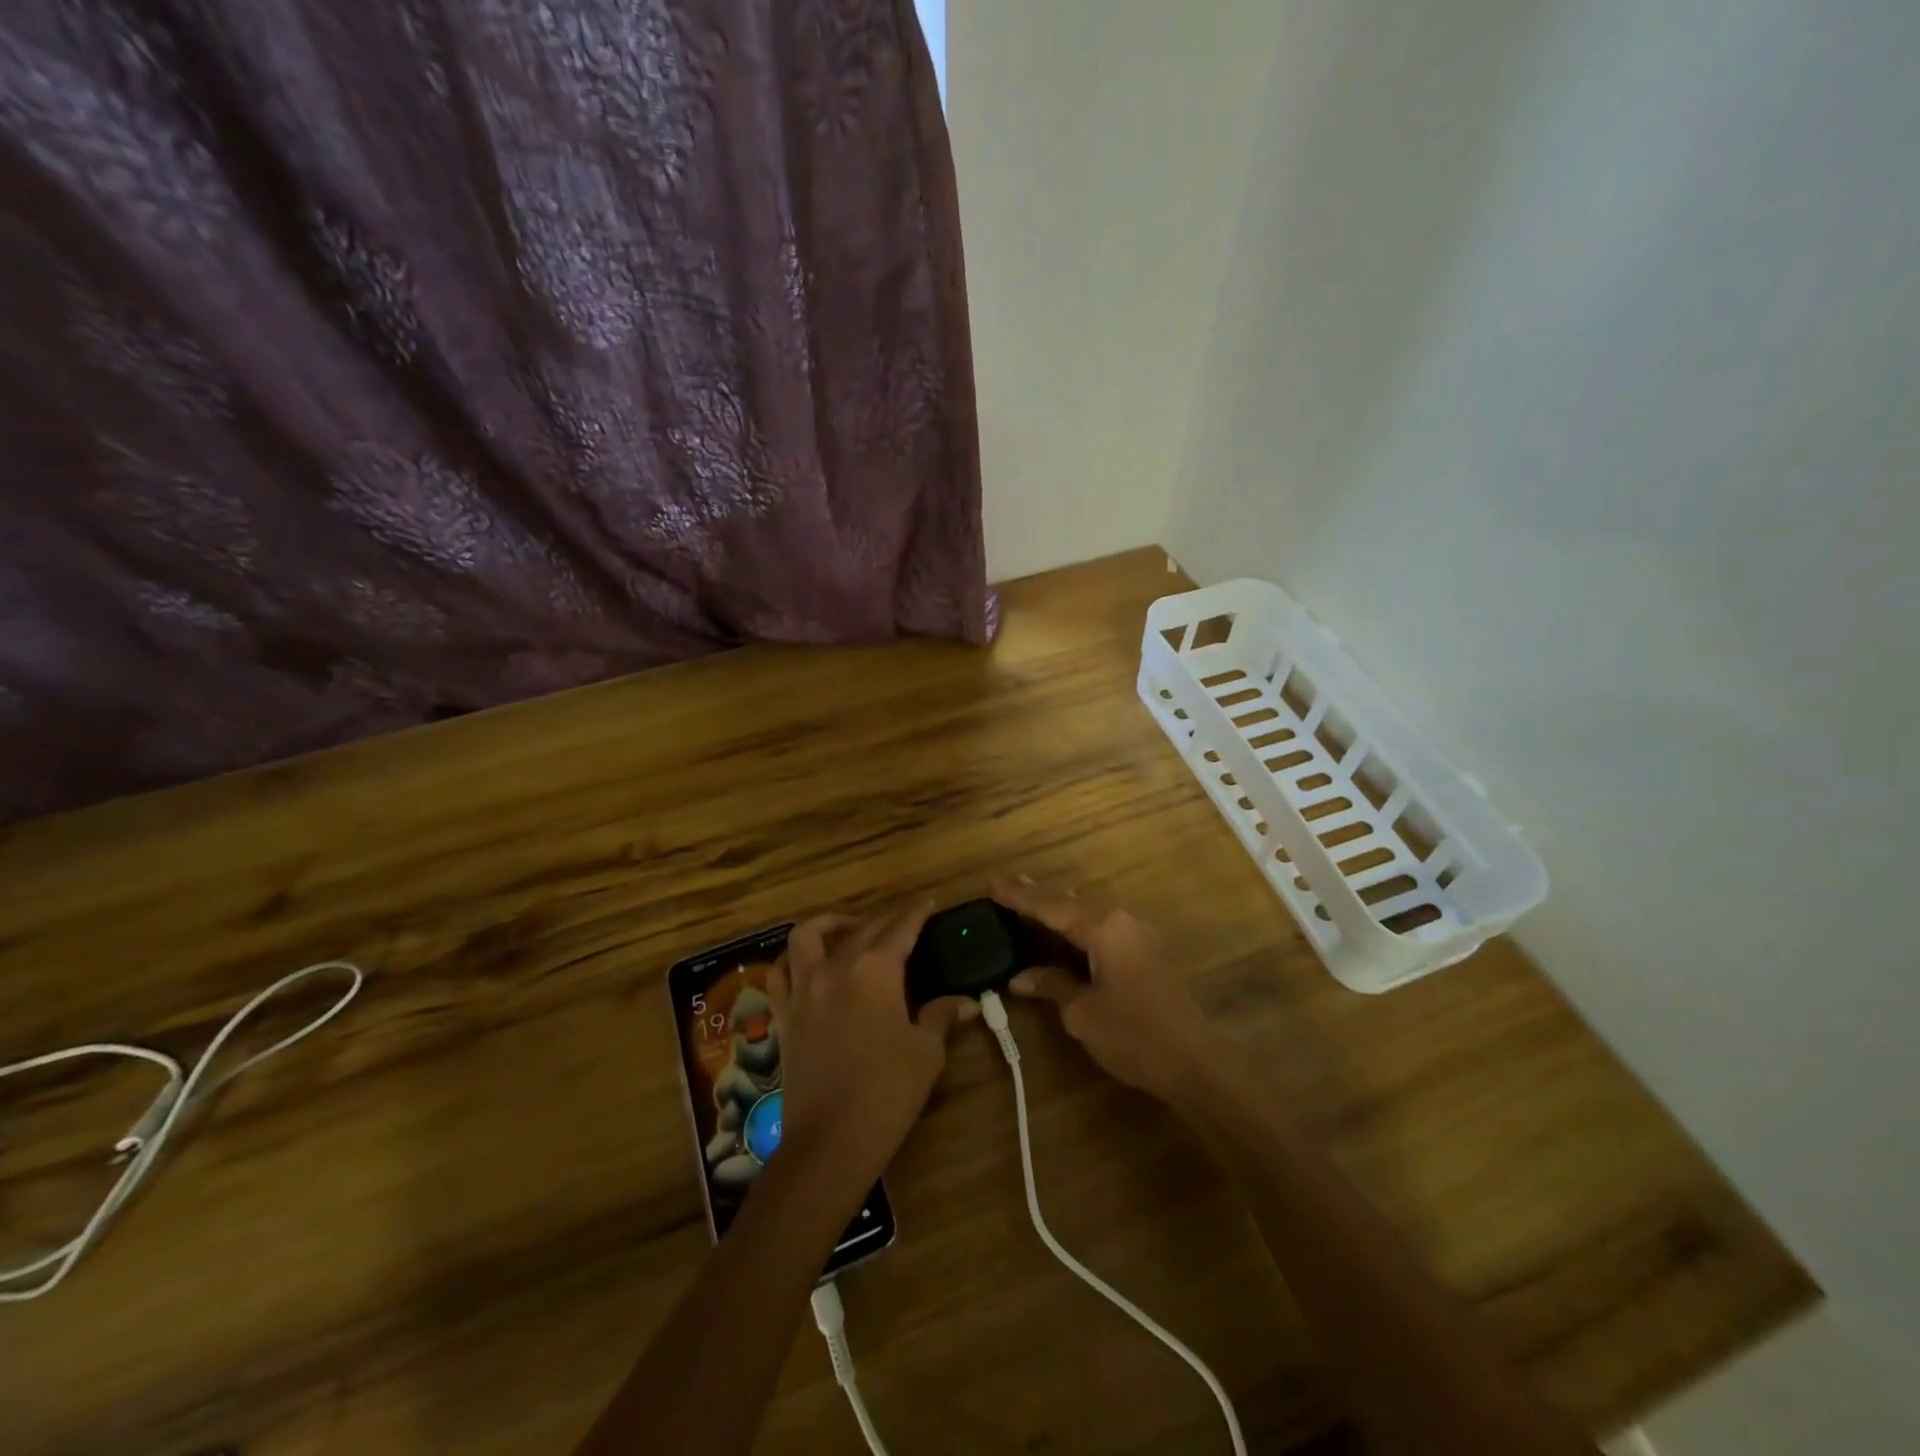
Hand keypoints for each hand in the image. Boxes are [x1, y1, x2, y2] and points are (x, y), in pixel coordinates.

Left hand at [768, 903, 976, 1185]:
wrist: (829, 1143)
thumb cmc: (886, 1093)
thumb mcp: (926, 1052)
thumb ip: (941, 1016)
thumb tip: (966, 1002)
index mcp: (874, 971)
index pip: (900, 929)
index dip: (916, 913)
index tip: (928, 902)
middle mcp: (835, 968)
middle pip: (861, 929)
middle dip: (886, 919)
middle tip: (905, 920)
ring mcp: (803, 990)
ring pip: (807, 936)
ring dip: (830, 925)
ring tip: (849, 930)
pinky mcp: (785, 1015)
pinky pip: (781, 973)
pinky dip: (793, 960)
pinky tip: (808, 966)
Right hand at [992, 877, 1218, 1105]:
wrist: (1196, 1062)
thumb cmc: (1134, 1036)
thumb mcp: (1083, 1013)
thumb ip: (1052, 985)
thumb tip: (1020, 977)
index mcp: (1106, 928)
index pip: (1053, 907)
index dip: (1021, 898)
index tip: (993, 885)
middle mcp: (1124, 921)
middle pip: (1073, 903)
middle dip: (1039, 896)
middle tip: (1007, 886)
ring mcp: (1140, 935)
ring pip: (1090, 913)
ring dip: (1059, 910)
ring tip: (1030, 900)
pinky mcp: (1148, 953)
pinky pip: (1104, 928)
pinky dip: (1078, 926)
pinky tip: (1065, 930)